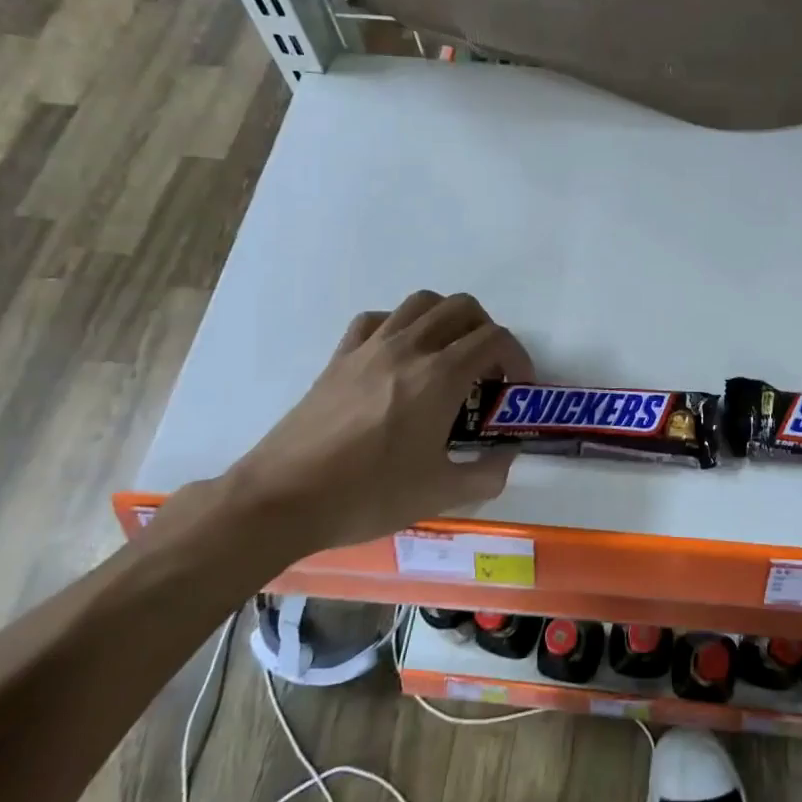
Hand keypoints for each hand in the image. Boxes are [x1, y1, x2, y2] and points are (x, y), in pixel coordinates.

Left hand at [217, 291, 531, 555]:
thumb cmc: (367, 495)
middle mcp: (409, 348)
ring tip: (448, 357)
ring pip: (421, 303)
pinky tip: (400, 356)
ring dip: (447, 320)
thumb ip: (487, 474)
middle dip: (487, 332)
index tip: (516, 388)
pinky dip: (401, 326)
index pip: (495, 339)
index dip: (518, 357)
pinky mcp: (340, 356)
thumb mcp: (440, 495)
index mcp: (439, 377)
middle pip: (462, 308)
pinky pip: (378, 319)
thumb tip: (506, 457)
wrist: (282, 499)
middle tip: (487, 371)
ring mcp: (370, 347)